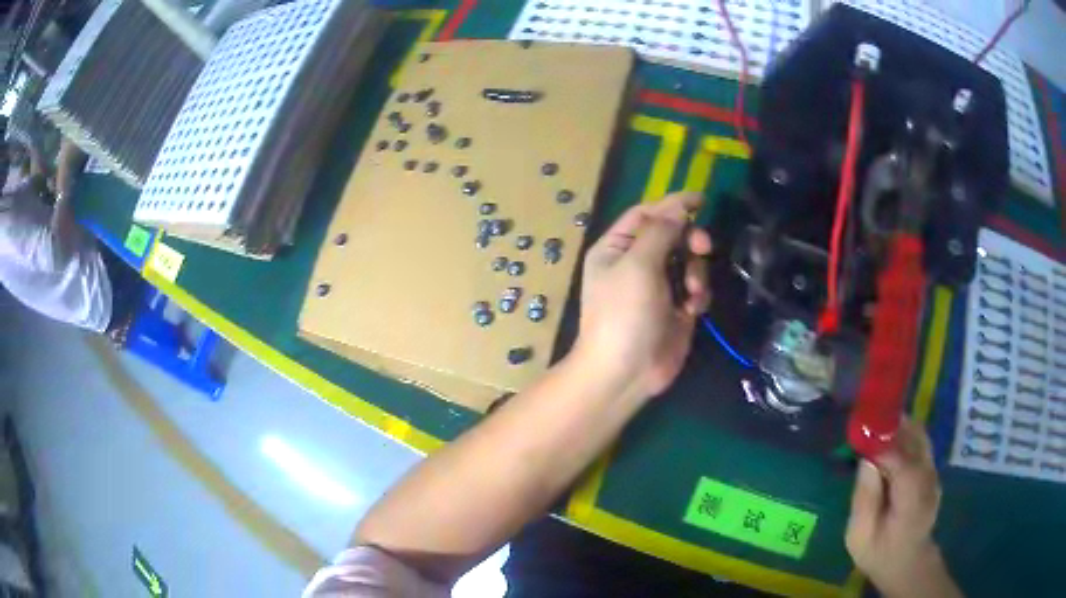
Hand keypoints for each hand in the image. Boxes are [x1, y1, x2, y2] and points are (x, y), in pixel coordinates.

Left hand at [574, 192, 712, 400]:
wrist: (625, 373)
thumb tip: (678, 205)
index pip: (647, 214)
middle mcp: (636, 263)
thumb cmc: (623, 314)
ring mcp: (658, 287)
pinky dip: (699, 294)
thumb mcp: (638, 265)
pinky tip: (693, 310)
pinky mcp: (676, 309)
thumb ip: (660, 231)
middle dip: (690, 240)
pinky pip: (696, 288)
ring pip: (688, 261)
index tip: (702, 199)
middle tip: (702, 247)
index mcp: (616, 248)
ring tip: (691, 293)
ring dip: (696, 271)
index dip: (673, 204)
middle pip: (672, 235)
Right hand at [846, 418, 959, 597]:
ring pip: (919, 435)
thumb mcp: (860, 536)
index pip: (902, 461)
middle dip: (890, 426)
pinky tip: (886, 443)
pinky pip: (919, 443)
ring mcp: (933, 472)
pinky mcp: (931, 470)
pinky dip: (903, 435)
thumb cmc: (879, 554)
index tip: (861, 431)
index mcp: (912, 500)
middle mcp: (928, 479)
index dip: (883, 442)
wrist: (907, 563)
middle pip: (915, 438)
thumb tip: (866, 460)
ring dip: (897, 427)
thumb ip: (864, 499)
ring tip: (873, 430)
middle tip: (864, 425)